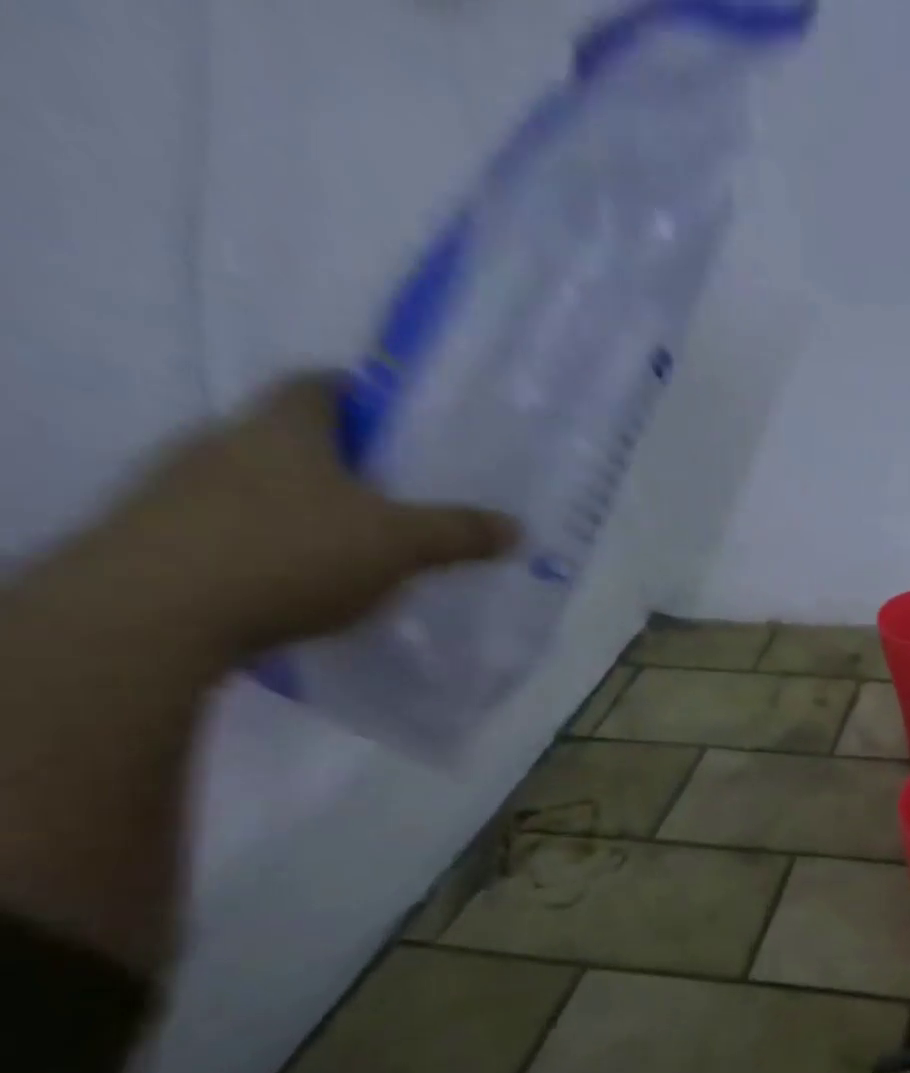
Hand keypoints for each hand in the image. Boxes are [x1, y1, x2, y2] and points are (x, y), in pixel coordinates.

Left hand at [63, 371, 516, 661]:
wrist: (156, 612)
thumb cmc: (292, 552)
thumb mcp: (399, 544)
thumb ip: (458, 532)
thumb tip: (515, 528)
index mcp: (283, 427)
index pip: (320, 386)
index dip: (362, 396)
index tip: (398, 425)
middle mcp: (225, 442)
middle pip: (292, 436)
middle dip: (342, 460)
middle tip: (394, 494)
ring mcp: (183, 487)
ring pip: (262, 482)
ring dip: (305, 505)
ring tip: (355, 544)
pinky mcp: (164, 535)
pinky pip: (234, 526)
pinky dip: (272, 542)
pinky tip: (302, 579)